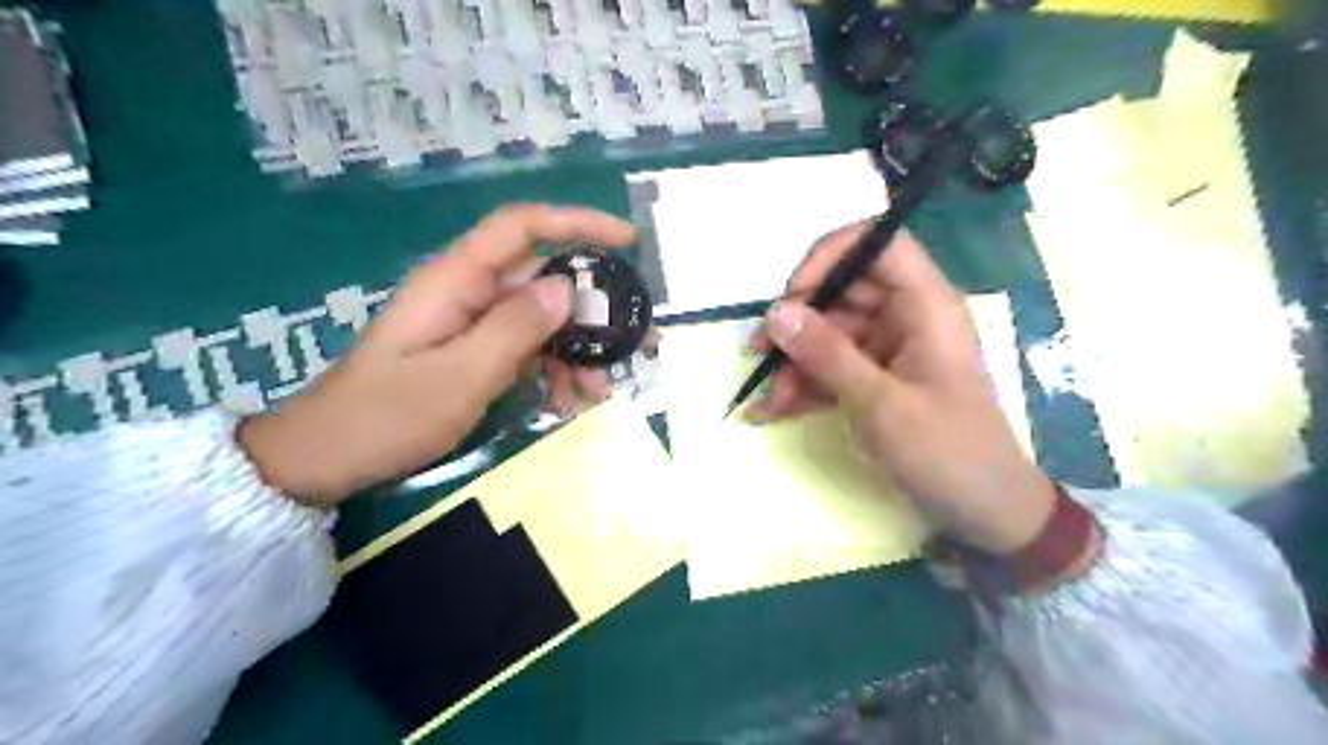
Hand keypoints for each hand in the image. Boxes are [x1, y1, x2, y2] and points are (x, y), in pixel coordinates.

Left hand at [240, 205, 638, 505]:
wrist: (327, 457)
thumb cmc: (386, 416)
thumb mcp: (458, 377)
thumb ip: (514, 329)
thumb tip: (568, 287)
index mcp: (456, 281)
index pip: (522, 227)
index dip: (576, 223)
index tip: (626, 242)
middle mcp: (468, 292)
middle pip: (543, 280)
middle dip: (590, 312)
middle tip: (633, 345)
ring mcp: (471, 323)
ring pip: (541, 321)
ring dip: (575, 352)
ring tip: (596, 393)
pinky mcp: (473, 352)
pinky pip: (526, 349)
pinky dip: (552, 371)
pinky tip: (565, 402)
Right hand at [752, 222, 1053, 551]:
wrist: (986, 512)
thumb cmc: (948, 452)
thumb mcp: (882, 404)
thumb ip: (827, 355)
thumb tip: (775, 313)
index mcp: (924, 305)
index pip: (876, 244)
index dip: (830, 256)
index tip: (792, 295)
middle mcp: (905, 317)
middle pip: (841, 293)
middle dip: (797, 323)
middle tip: (758, 353)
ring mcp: (888, 351)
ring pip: (829, 335)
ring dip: (794, 364)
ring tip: (767, 400)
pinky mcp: (875, 380)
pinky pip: (831, 369)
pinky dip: (804, 387)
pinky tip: (773, 412)